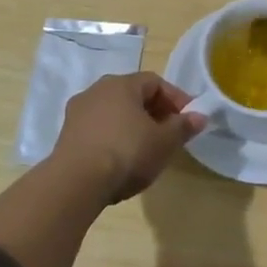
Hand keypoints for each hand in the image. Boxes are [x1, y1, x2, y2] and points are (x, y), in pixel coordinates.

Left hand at [48, 72, 206, 201]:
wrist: (76, 183)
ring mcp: (78, 112)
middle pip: (133, 96)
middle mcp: (97, 90)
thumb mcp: (164, 142)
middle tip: (170, 135)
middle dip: (155, 112)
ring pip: (114, 113)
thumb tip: (200, 116)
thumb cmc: (126, 153)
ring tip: (147, 150)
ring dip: (133, 126)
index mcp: (121, 84)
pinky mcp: (66, 135)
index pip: (155, 82)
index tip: (189, 119)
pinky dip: (114, 138)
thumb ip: (183, 126)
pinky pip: (98, 129)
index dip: (176, 99)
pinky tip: (121, 160)